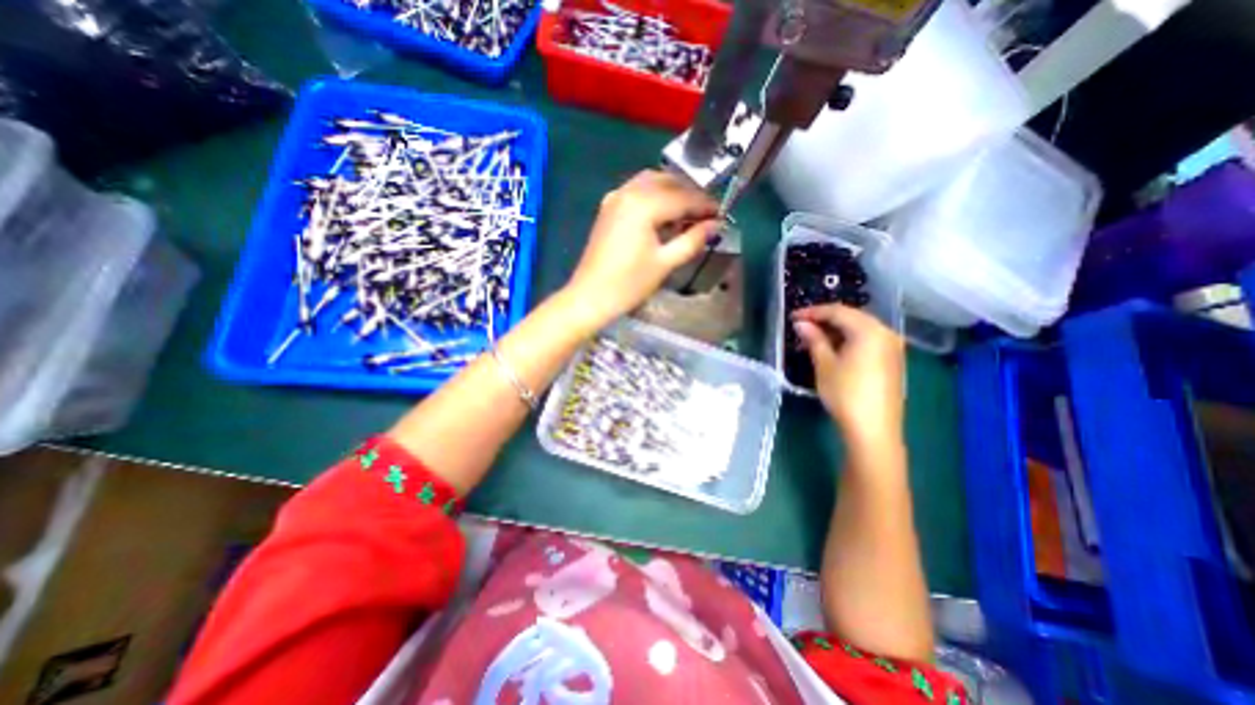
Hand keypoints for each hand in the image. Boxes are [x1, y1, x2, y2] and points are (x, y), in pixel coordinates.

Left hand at [564, 170, 720, 327]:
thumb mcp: (665, 263)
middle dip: (689, 195)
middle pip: (668, 182)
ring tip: (687, 215)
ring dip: (672, 192)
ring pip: (651, 182)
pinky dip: (654, 196)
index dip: (705, 205)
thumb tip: (715, 225)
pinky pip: (637, 191)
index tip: (721, 214)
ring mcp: (615, 198)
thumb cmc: (629, 284)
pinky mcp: (608, 207)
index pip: (683, 197)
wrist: (590, 296)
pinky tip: (663, 215)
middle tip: (706, 215)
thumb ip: (692, 240)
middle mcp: (628, 192)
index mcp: (644, 204)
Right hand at [792, 302, 903, 445]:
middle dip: (825, 319)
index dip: (813, 312)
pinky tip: (835, 349)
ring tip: (814, 338)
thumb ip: (814, 339)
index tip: (793, 316)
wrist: (873, 430)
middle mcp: (886, 333)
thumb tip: (801, 324)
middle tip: (802, 326)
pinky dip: (850, 340)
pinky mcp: (893, 361)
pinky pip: (869, 340)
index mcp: (869, 330)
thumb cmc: (845, 394)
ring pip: (861, 329)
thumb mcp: (824, 365)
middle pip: (852, 317)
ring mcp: (893, 347)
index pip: (837, 312)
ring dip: (837, 330)